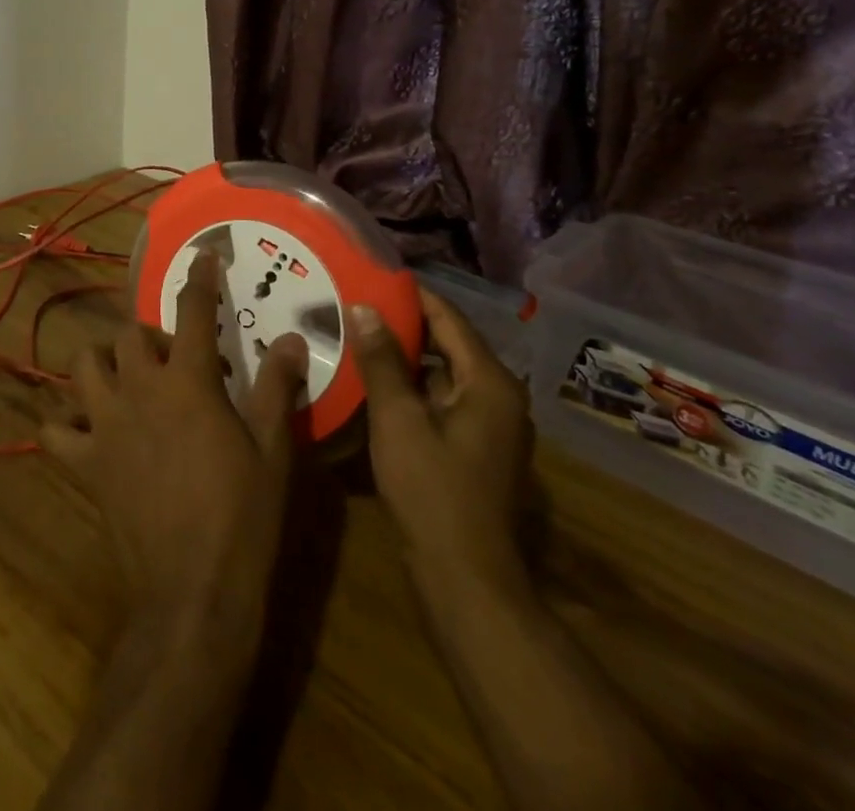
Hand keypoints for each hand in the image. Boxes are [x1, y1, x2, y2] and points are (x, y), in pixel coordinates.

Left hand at [43, 252, 308, 650]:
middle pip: (128, 333)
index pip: (193, 312)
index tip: (203, 255)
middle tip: (174, 360)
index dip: (200, 279)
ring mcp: (104, 426)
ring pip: (83, 367)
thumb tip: (293, 339)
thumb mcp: (273, 451)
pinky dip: (64, 424)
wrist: (194, 593)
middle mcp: (138, 390)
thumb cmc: (243, 517)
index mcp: (187, 382)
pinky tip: (84, 430)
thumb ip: (278, 388)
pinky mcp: (83, 464)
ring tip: (125, 380)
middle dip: (150, 335)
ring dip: (102, 363)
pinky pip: (54, 431)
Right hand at [348, 287, 532, 610]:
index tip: (370, 275)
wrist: (465, 579)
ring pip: (442, 374)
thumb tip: (365, 307)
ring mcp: (490, 425)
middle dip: (403, 325)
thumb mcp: (398, 419)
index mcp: (490, 382)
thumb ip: (382, 360)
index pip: (448, 318)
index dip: (410, 295)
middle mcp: (499, 396)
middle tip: (355, 305)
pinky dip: (412, 387)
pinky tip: (373, 383)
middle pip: (448, 344)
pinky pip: (441, 400)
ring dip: (404, 357)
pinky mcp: (476, 448)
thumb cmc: (432, 491)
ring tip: (358, 337)